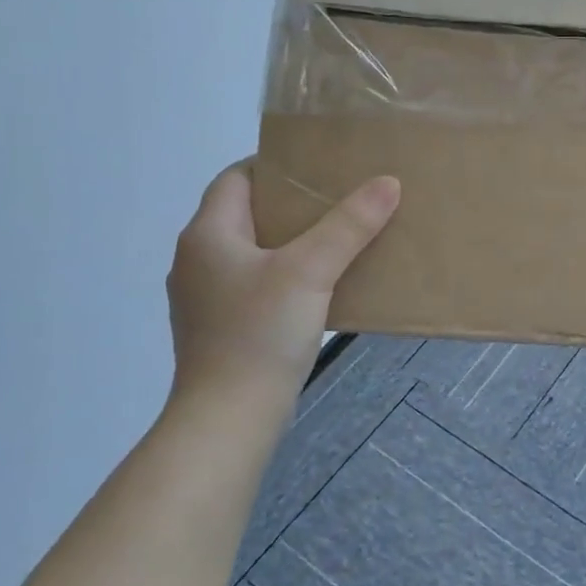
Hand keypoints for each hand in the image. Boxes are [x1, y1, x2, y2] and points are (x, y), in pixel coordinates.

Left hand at [166, 162, 398, 430]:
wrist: (229, 417)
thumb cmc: (260, 333)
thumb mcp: (311, 271)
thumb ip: (349, 225)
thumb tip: (388, 182)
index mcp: (207, 235)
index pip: (236, 178)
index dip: (276, 167)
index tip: (320, 168)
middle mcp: (198, 260)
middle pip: (247, 215)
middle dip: (293, 206)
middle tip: (341, 202)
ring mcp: (205, 298)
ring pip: (253, 253)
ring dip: (292, 244)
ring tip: (338, 242)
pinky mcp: (220, 328)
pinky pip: (256, 286)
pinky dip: (286, 277)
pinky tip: (320, 289)